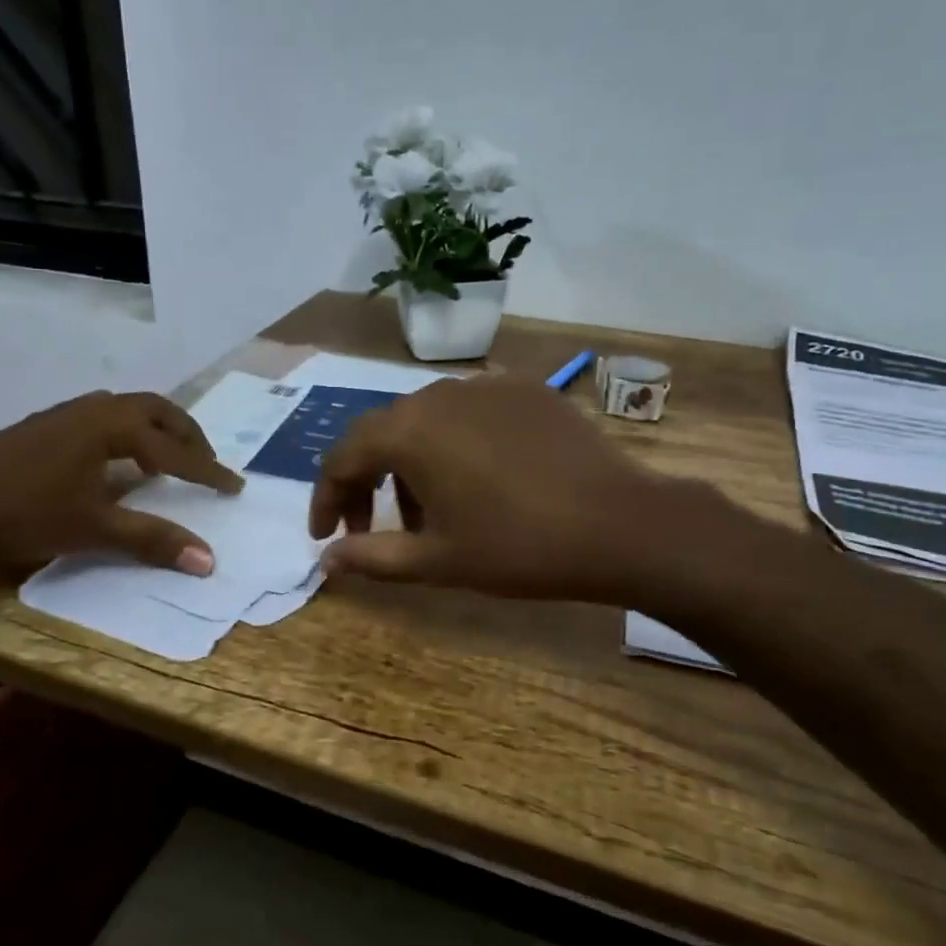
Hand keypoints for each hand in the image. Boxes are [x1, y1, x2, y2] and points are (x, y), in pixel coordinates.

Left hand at [0, 390, 243, 574]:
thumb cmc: (21, 513)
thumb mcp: (92, 529)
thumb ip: (152, 540)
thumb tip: (209, 561)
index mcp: (110, 426)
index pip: (174, 450)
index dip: (207, 471)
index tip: (235, 487)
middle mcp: (91, 409)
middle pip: (155, 410)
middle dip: (186, 435)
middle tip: (205, 463)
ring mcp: (62, 414)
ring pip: (125, 410)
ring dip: (154, 431)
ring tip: (163, 464)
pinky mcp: (41, 427)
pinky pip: (100, 418)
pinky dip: (125, 435)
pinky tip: (112, 465)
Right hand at [308, 378, 697, 600]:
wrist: (619, 524)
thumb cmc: (518, 546)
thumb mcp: (437, 560)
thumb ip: (372, 557)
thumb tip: (326, 561)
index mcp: (408, 430)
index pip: (343, 456)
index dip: (326, 497)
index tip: (326, 535)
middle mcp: (438, 394)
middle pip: (383, 433)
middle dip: (367, 482)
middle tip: (371, 527)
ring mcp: (486, 385)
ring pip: (426, 421)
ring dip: (411, 464)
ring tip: (431, 511)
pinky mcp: (525, 389)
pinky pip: (469, 413)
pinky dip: (454, 445)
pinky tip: (478, 479)